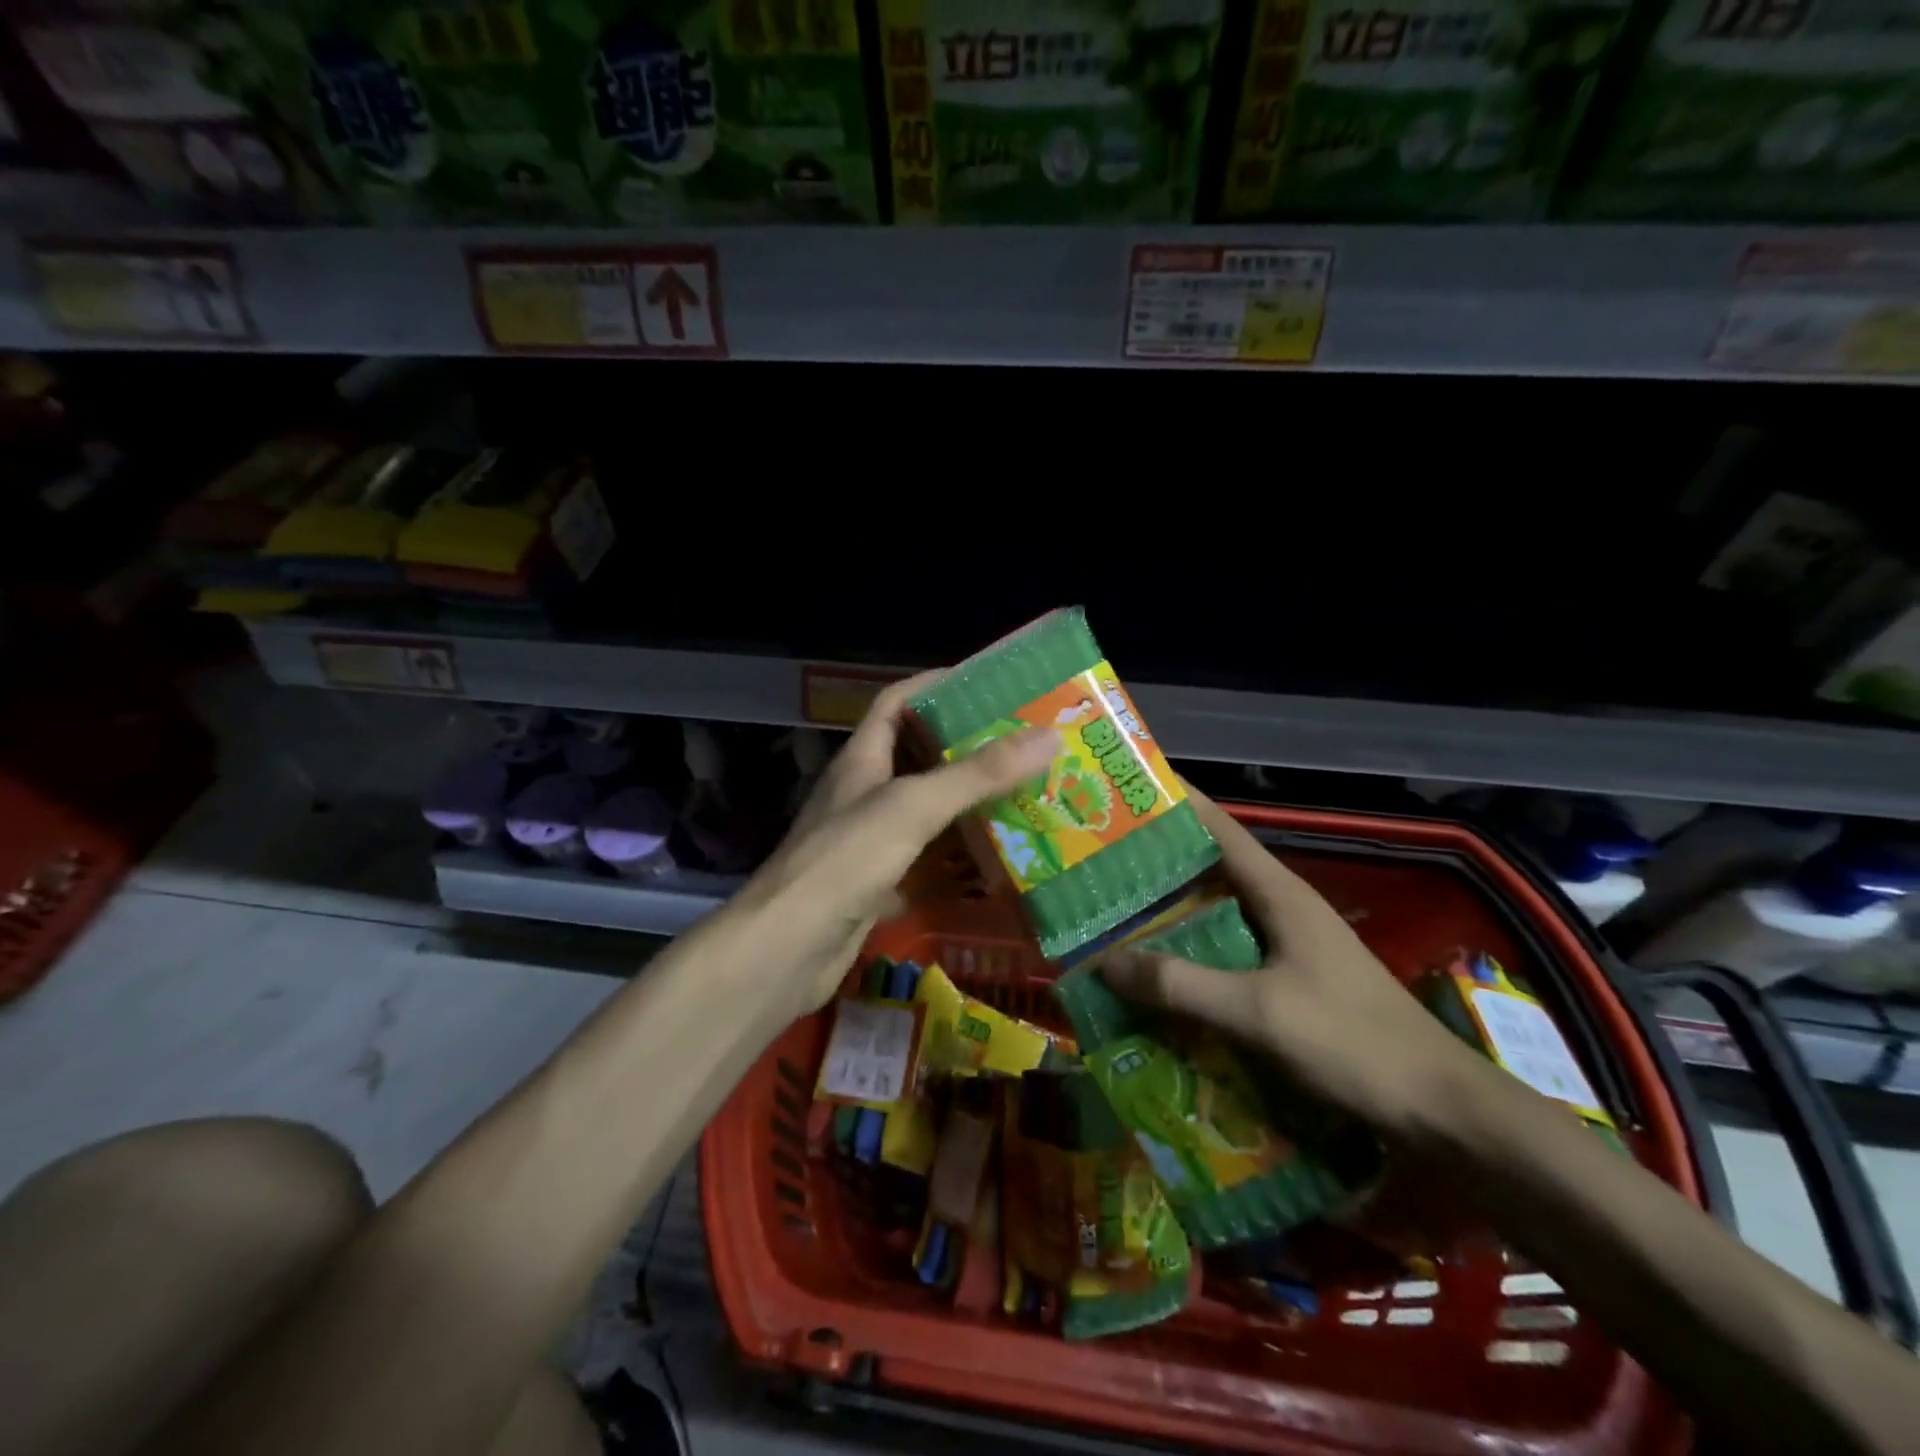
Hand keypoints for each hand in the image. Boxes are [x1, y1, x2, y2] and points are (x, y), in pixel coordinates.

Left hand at [736, 671, 1058, 1019]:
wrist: (785, 951)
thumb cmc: (844, 861)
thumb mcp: (912, 806)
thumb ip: (977, 774)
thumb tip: (1047, 736)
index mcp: (863, 759)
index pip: (897, 702)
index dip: (936, 685)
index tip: (988, 685)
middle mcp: (866, 794)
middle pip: (920, 759)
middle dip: (970, 752)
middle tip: (1027, 749)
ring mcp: (871, 843)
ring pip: (928, 815)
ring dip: (970, 809)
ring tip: (1028, 802)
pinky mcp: (879, 887)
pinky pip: (928, 865)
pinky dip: (960, 865)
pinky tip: (1000, 868)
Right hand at [1101, 787, 1473, 1131]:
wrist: (1441, 1110)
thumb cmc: (1352, 1044)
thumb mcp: (1257, 1012)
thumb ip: (1180, 985)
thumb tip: (1103, 963)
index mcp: (1279, 893)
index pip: (1219, 827)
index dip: (1176, 801)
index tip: (1128, 788)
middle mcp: (1283, 907)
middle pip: (1212, 866)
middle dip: (1159, 858)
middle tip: (1101, 857)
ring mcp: (1292, 943)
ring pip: (1219, 910)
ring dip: (1173, 908)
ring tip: (1117, 910)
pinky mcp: (1294, 979)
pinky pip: (1229, 949)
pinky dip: (1193, 949)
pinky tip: (1163, 971)